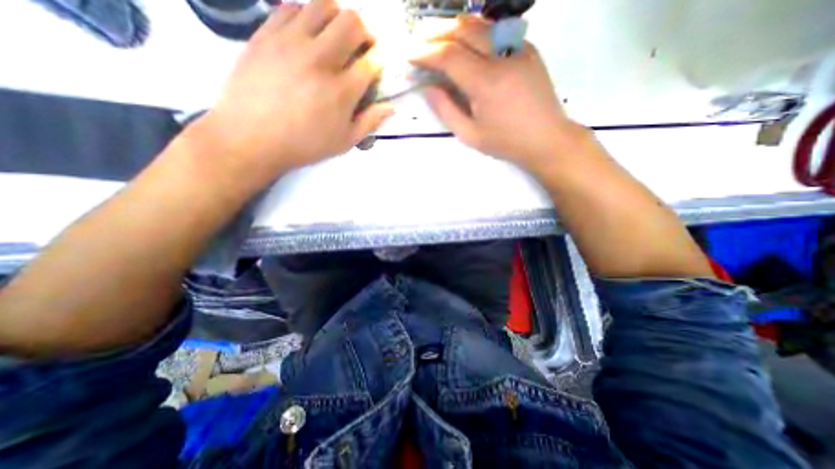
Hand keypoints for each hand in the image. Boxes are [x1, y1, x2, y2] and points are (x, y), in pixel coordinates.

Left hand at [198, 0, 392, 179]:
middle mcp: (320, 59)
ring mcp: (291, 42)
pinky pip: (292, 6)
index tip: (375, 66)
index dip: (378, 60)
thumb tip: (391, 108)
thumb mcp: (344, 142)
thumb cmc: (304, 144)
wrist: (251, 137)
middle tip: (361, 45)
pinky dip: (307, 14)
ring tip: (336, 35)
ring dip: (337, 17)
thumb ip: (369, 122)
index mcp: (342, 90)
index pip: (371, 62)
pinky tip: (308, 33)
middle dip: (364, 31)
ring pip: (323, 5)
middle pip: (352, 23)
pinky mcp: (267, 33)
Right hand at [411, 17, 581, 173]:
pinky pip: (496, 31)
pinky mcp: (528, 49)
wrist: (547, 139)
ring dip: (454, 26)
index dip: (425, 53)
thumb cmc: (506, 142)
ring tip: (436, 34)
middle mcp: (501, 57)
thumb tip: (429, 88)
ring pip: (480, 24)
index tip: (408, 54)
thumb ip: (447, 110)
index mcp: (485, 83)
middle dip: (435, 32)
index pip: (448, 56)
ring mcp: (518, 48)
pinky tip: (465, 39)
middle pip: (463, 30)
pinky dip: (475, 31)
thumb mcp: (470, 135)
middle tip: (417, 38)